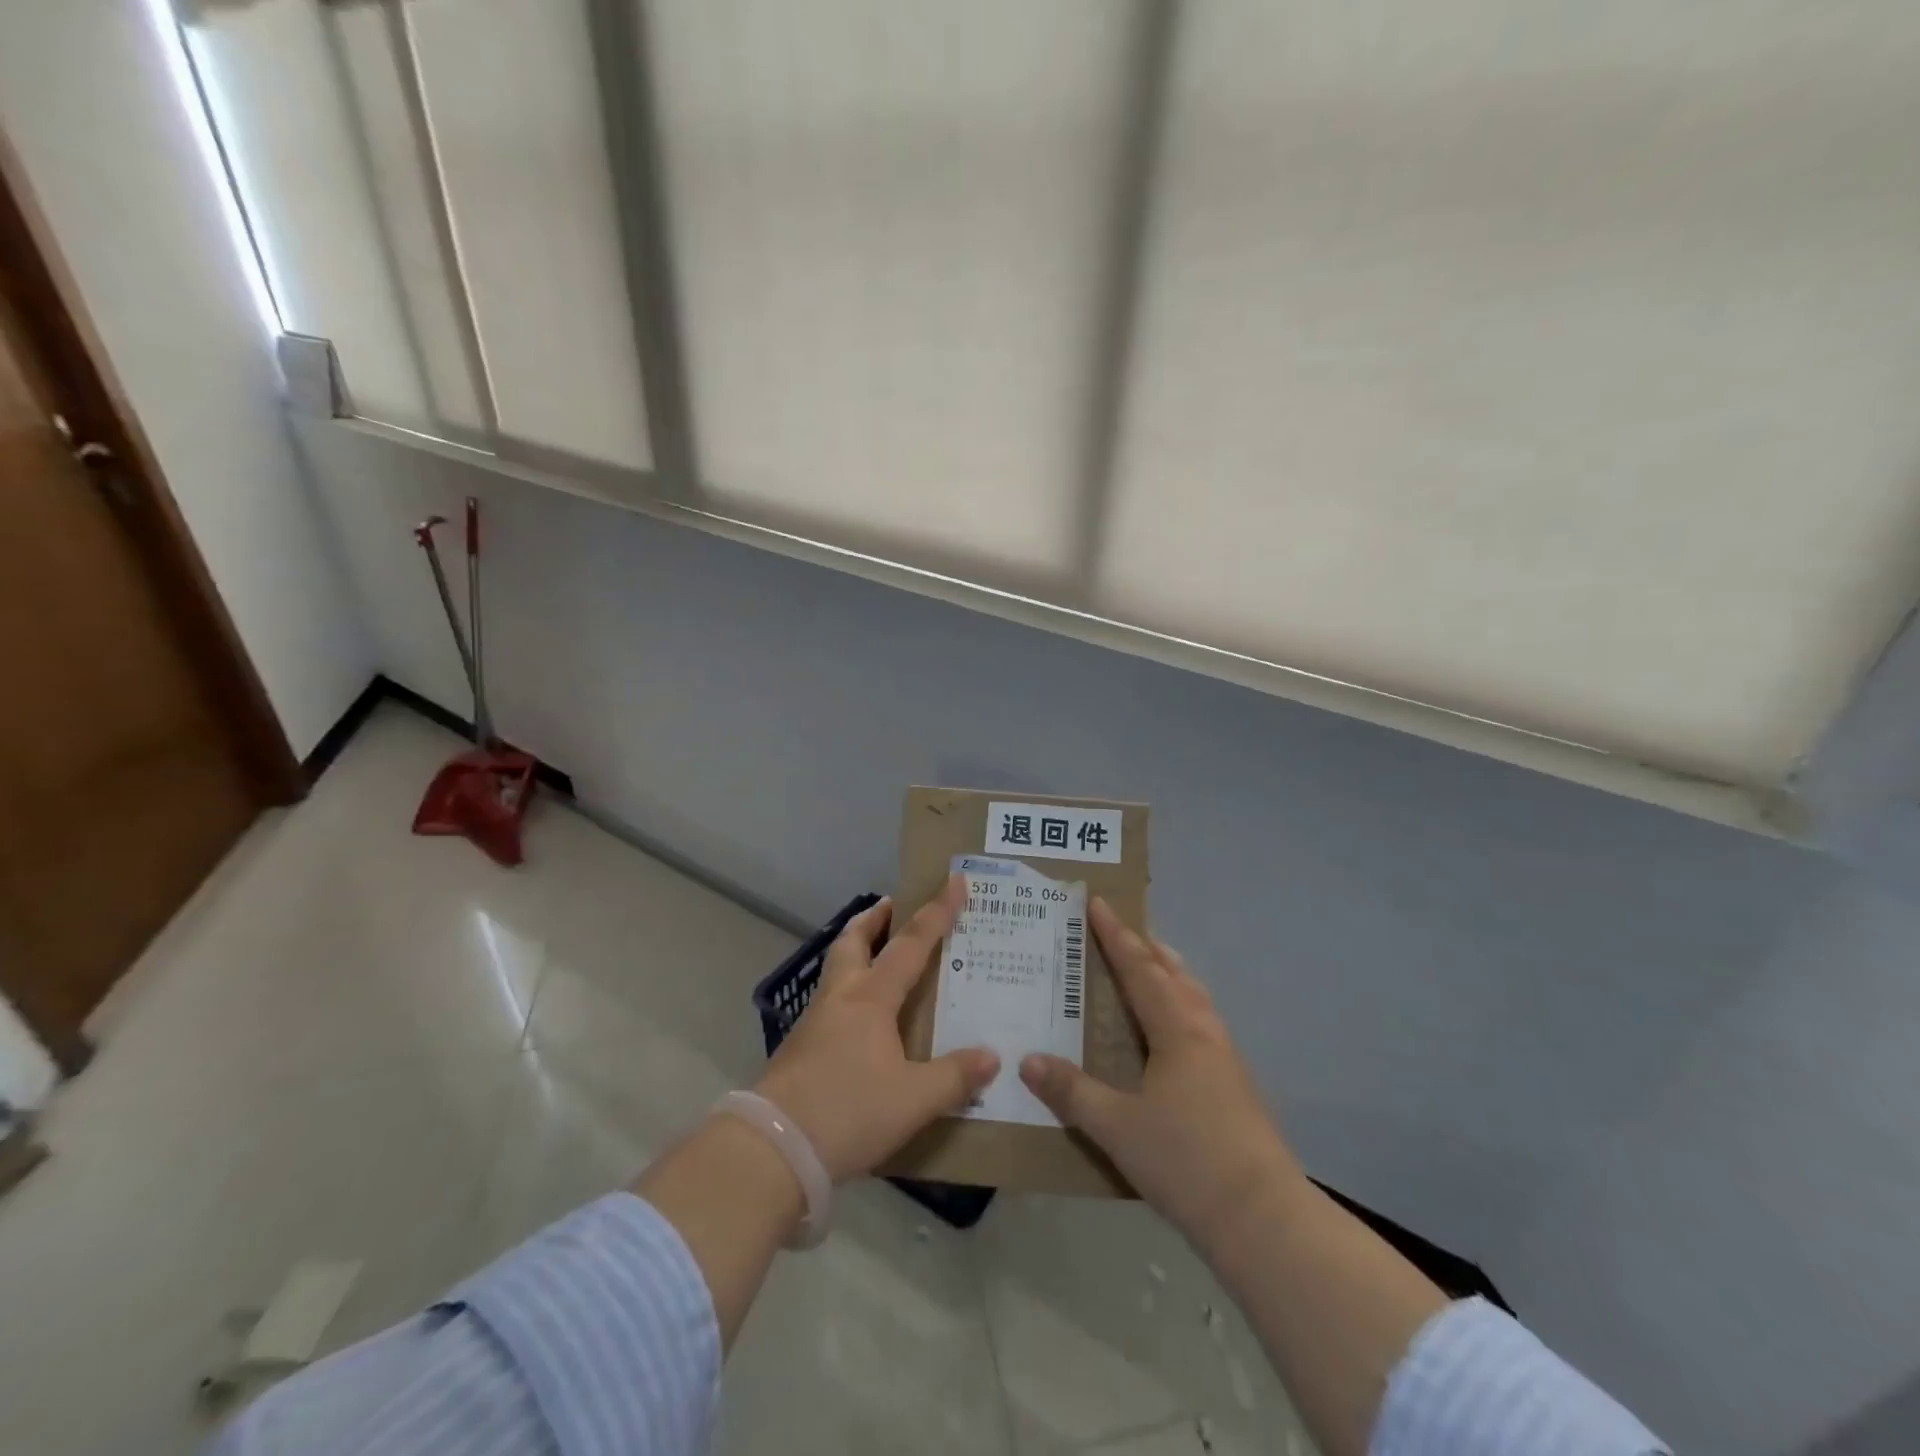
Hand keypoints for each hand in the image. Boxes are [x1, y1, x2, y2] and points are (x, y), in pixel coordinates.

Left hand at [756, 874, 998, 1182]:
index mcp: (871, 998)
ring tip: (879, 955)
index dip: (936, 912)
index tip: (954, 882)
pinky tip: (860, 1017)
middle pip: (853, 941)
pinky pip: (830, 1001)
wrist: (773, 1148)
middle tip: (892, 905)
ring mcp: (814, 1021)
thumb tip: (991, 1057)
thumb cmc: (848, 1111)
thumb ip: (954, 1077)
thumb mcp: (913, 1099)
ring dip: (857, 950)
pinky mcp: (799, 1048)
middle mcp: (841, 998)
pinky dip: (848, 989)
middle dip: (874, 919)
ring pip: (837, 968)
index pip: (911, 944)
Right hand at [1020, 899, 1306, 1252]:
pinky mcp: (1236, 1085)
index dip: (1116, 936)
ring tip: (1150, 969)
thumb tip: (1028, 1060)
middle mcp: (1203, 1032)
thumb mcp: (1115, 1126)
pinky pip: (1201, 1022)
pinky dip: (1181, 1005)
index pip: (1139, 969)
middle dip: (1146, 948)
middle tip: (1122, 930)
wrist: (1262, 1217)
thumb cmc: (1185, 1159)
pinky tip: (1172, 1033)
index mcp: (1176, 1029)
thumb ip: (1071, 1091)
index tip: (1099, 903)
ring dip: (1169, 974)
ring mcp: (1225, 1058)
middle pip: (1174, 974)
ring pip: (1194, 997)